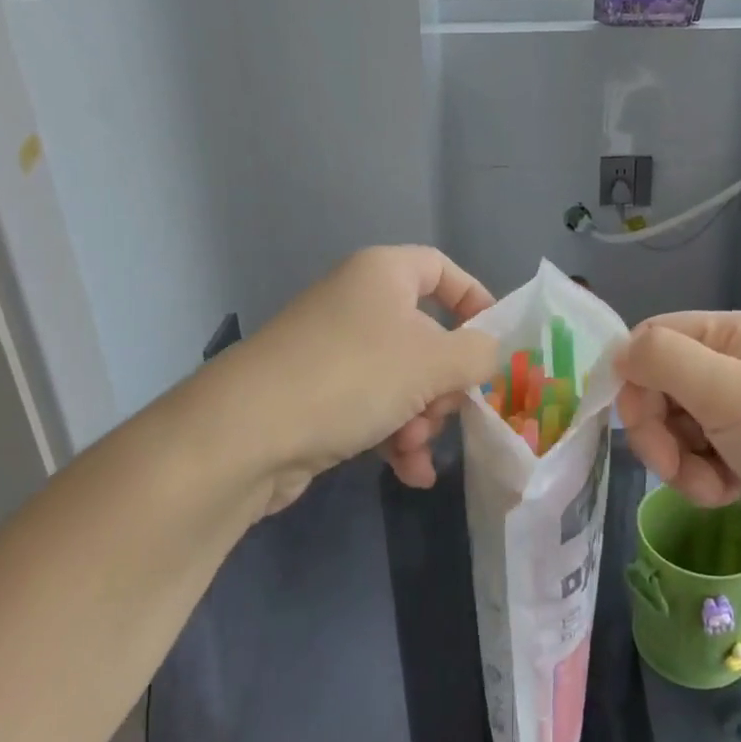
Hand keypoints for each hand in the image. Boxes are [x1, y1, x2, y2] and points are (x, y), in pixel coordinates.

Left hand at [229, 247, 494, 511]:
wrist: (246, 434)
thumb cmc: (354, 376)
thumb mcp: (435, 361)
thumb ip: (478, 354)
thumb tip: (486, 355)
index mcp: (383, 274)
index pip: (441, 269)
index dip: (475, 300)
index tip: (494, 342)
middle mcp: (357, 303)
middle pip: (426, 335)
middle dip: (444, 383)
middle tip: (444, 411)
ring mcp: (333, 351)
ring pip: (402, 380)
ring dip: (421, 419)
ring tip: (413, 450)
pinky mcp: (316, 394)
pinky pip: (373, 408)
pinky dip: (394, 437)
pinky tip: (410, 473)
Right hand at [614, 312, 740, 603]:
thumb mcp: (727, 390)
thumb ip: (663, 360)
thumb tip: (618, 353)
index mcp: (733, 334)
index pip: (654, 338)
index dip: (634, 376)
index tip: (634, 420)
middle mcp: (734, 367)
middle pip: (659, 386)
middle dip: (656, 428)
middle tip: (670, 463)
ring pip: (674, 428)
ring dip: (678, 460)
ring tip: (710, 484)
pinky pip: (697, 459)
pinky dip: (701, 479)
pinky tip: (727, 494)